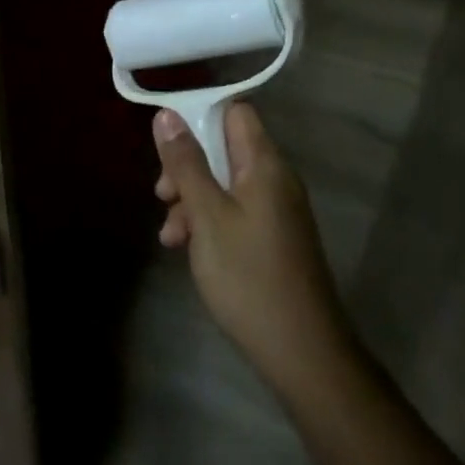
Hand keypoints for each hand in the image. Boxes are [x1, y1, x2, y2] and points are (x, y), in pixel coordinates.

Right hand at [154, 103, 354, 397]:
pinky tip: (185, 248)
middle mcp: (275, 178)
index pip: (234, 112)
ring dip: (192, 199)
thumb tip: (167, 114)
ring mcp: (276, 209)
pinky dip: (208, 221)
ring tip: (169, 233)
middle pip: (224, 148)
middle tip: (163, 195)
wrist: (302, 352)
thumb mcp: (207, 216)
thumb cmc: (249, 276)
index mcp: (264, 164)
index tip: (167, 142)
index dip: (199, 116)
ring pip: (225, 183)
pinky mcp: (272, 237)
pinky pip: (234, 210)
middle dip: (187, 166)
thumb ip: (186, 163)